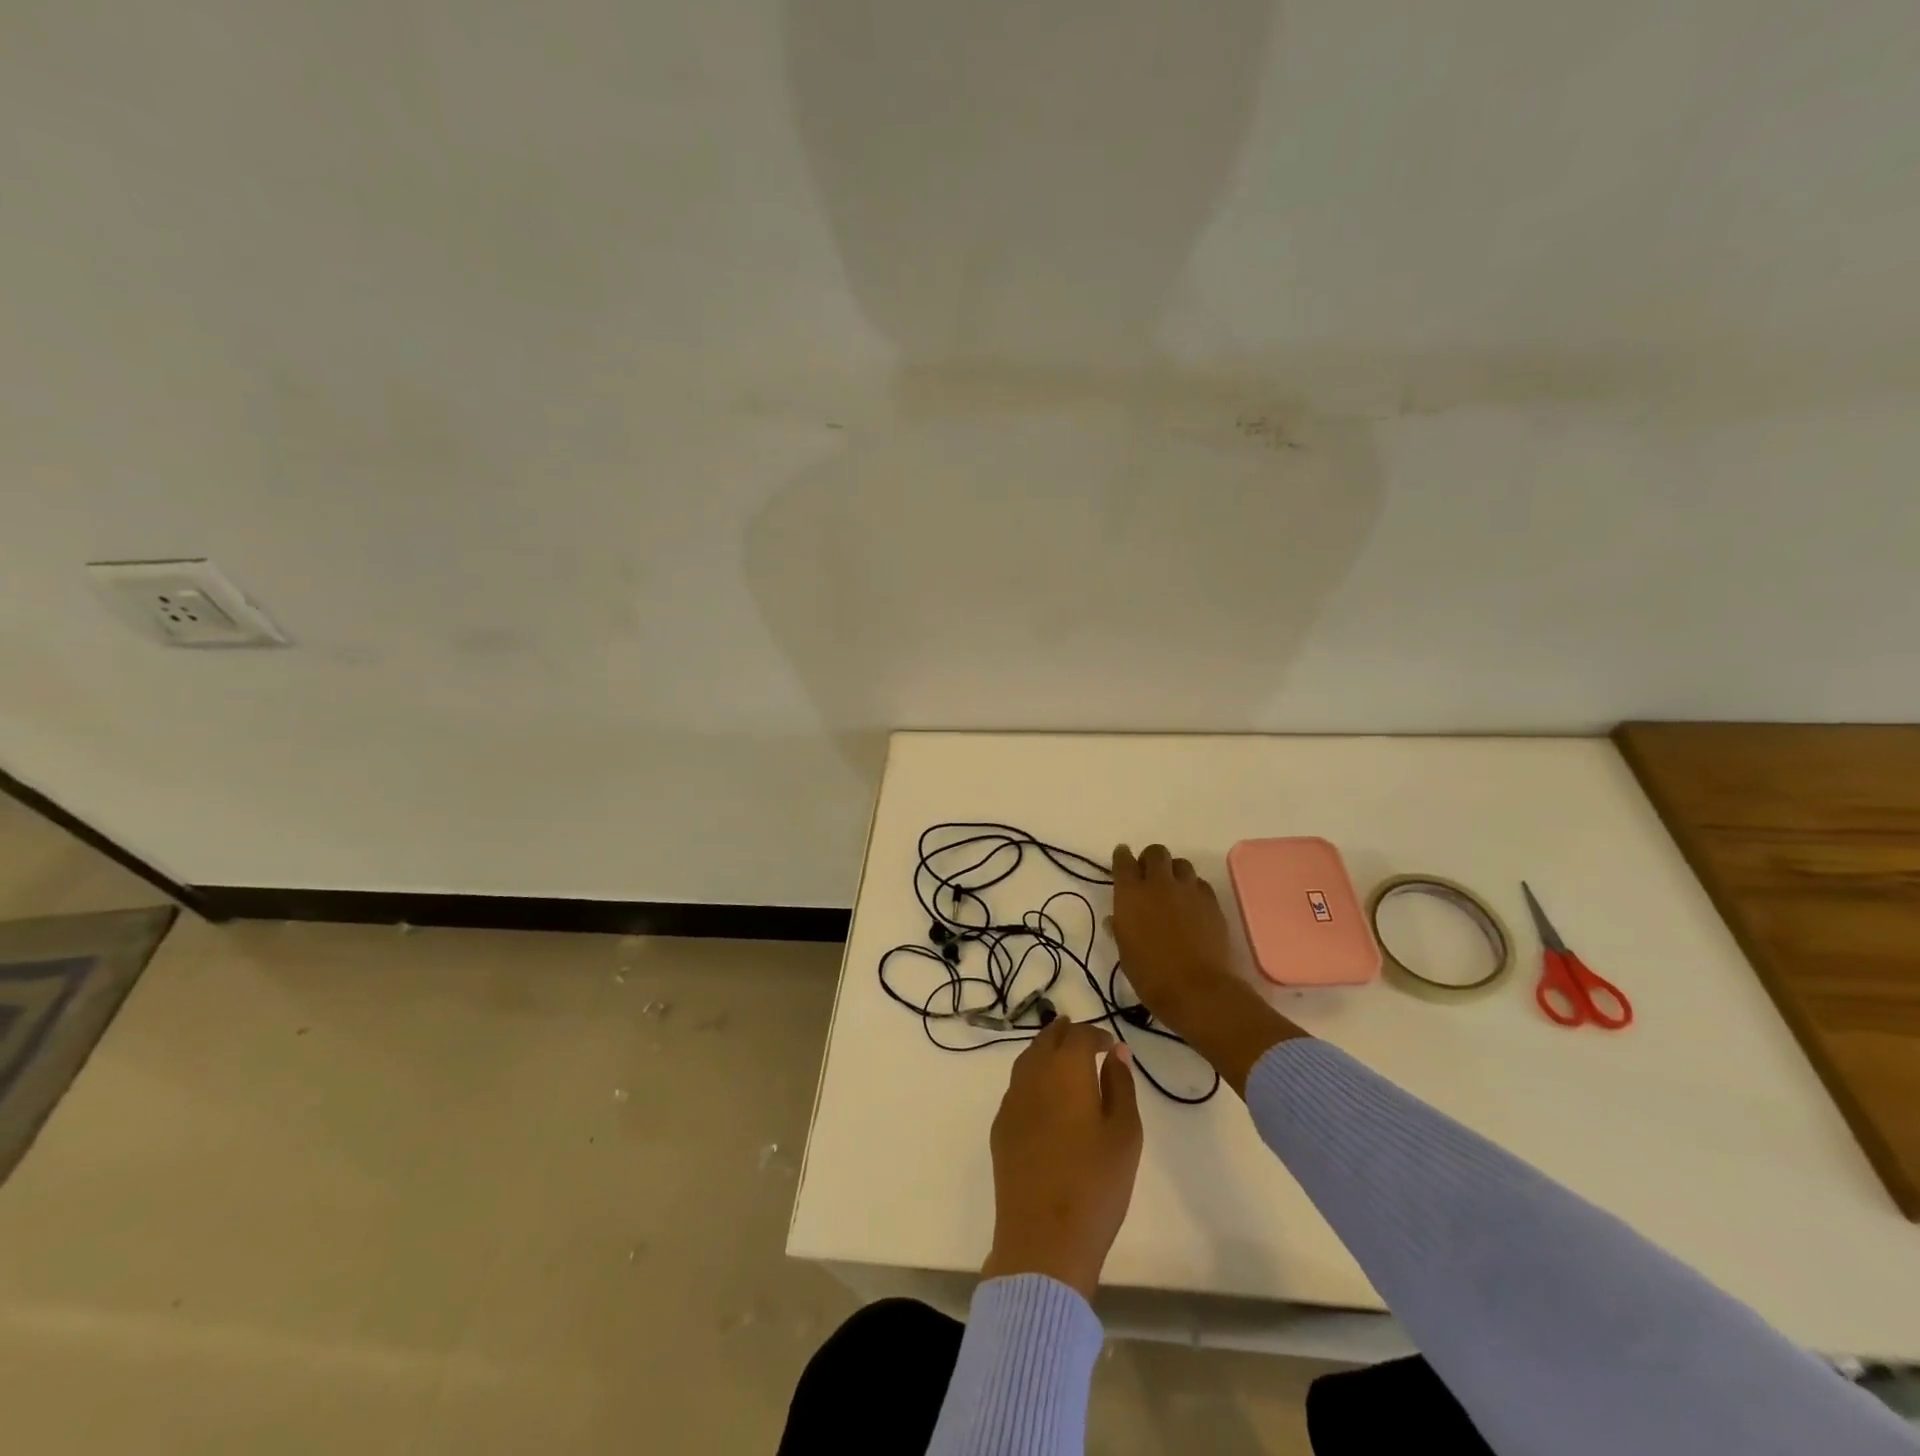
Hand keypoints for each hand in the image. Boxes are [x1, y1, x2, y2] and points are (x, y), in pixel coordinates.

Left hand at [981, 1018, 1142, 1301]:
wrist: (1043, 1239)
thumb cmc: (1096, 1185)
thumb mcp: (1124, 1134)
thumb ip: (1120, 1086)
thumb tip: (1116, 1052)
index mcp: (1065, 1070)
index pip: (1079, 1035)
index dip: (1096, 1034)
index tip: (1110, 1045)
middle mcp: (1033, 1075)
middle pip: (1047, 1040)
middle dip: (1066, 1034)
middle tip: (1084, 1039)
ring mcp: (1012, 1101)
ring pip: (1027, 1060)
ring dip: (1045, 1052)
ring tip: (1063, 1059)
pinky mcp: (1001, 1128)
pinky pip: (1017, 1087)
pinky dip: (1032, 1078)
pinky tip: (1044, 1096)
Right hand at [1109, 843, 1239, 1029]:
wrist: (1197, 989)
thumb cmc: (1150, 975)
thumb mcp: (1125, 952)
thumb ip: (1120, 928)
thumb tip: (1115, 919)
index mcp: (1130, 894)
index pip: (1123, 861)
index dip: (1122, 856)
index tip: (1123, 858)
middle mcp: (1159, 883)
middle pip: (1156, 853)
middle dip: (1151, 859)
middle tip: (1149, 875)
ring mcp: (1188, 890)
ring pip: (1181, 864)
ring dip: (1174, 871)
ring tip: (1173, 888)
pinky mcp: (1212, 902)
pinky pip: (1200, 884)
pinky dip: (1194, 889)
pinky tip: (1192, 905)